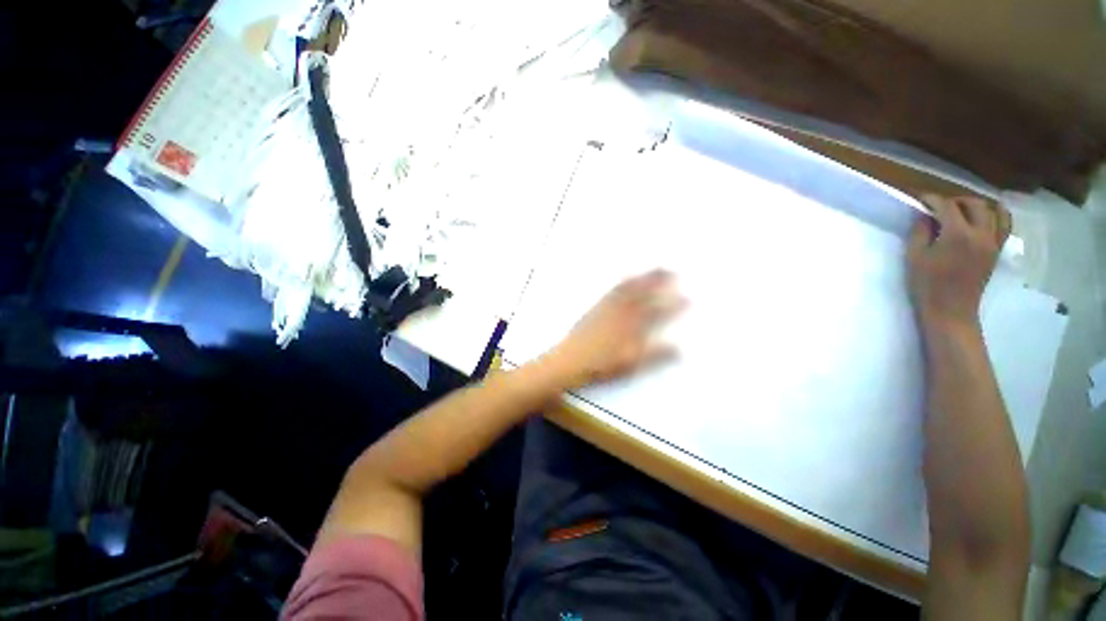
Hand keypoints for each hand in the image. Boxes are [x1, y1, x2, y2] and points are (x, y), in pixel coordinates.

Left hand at [543, 270, 685, 388]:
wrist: (570, 360)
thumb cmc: (602, 365)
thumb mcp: (631, 364)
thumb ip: (655, 355)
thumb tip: (679, 348)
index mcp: (632, 327)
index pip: (657, 313)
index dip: (673, 306)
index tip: (688, 297)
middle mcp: (621, 313)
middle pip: (642, 294)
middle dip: (658, 282)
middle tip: (671, 270)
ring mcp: (608, 309)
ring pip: (628, 289)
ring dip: (642, 278)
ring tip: (654, 268)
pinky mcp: (596, 309)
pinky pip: (612, 291)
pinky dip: (622, 282)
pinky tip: (626, 278)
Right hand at [907, 195, 1010, 331]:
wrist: (951, 310)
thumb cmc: (927, 285)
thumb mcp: (915, 257)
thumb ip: (920, 232)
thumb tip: (925, 216)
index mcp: (957, 234)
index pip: (946, 206)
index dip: (932, 200)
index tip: (920, 199)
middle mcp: (980, 233)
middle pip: (974, 204)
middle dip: (955, 200)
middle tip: (939, 206)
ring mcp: (993, 242)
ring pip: (993, 211)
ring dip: (976, 206)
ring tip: (962, 211)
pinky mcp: (997, 250)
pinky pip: (1004, 225)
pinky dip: (996, 215)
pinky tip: (984, 218)